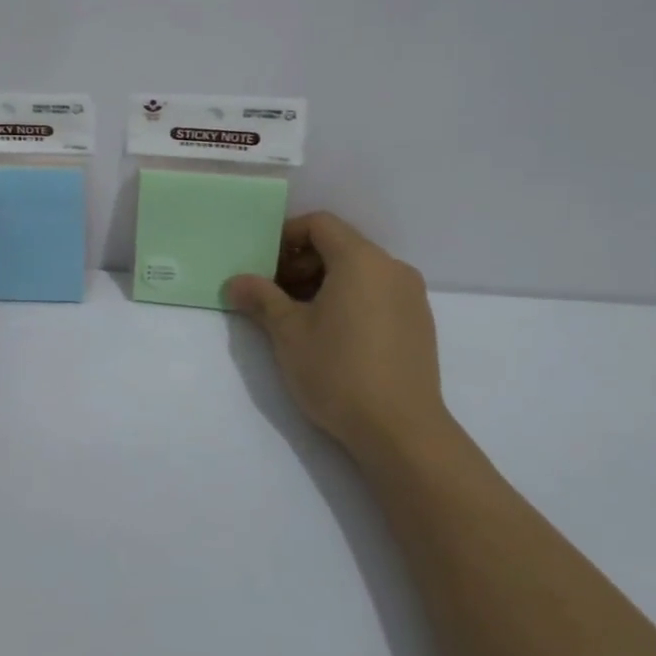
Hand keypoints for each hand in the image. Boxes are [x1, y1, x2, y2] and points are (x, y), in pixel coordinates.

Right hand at [226, 212, 452, 460]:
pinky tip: (333, 336)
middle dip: (302, 262)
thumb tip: (235, 282)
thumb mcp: (288, 333)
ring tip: (299, 318)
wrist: (402, 431)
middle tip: (274, 294)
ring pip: (360, 272)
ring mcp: (411, 297)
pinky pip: (378, 294)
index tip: (264, 264)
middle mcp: (392, 269)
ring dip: (325, 282)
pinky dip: (351, 299)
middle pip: (341, 245)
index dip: (287, 236)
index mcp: (361, 260)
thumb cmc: (339, 372)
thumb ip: (261, 299)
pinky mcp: (419, 324)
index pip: (320, 224)